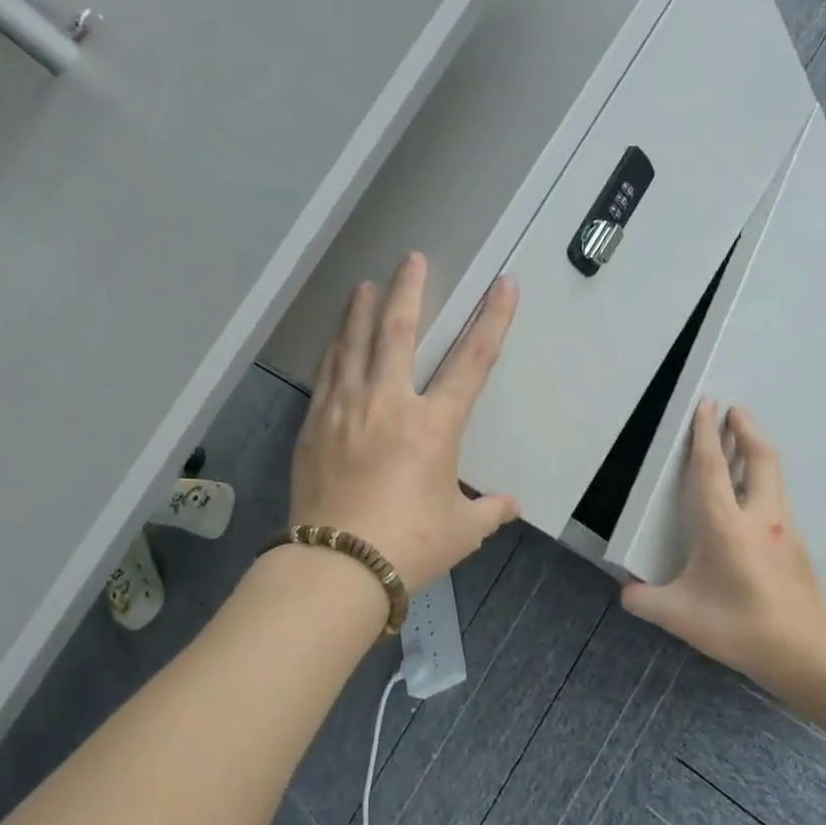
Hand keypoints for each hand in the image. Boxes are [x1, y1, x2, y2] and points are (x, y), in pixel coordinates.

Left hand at [290, 253, 520, 593]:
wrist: (337, 565)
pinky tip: (334, 339)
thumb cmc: (409, 545)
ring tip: (365, 285)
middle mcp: (389, 404)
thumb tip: (510, 505)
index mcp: (434, 425)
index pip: (472, 361)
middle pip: (399, 332)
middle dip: (409, 290)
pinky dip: (334, 350)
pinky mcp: (315, 425)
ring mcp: (346, 410)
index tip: (503, 284)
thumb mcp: (461, 530)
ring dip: (362, 310)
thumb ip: (488, 511)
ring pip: (354, 344)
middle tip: (412, 259)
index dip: (492, 319)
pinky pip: (326, 374)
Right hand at [621, 402, 825, 689]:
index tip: (706, 405)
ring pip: (773, 476)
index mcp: (727, 527)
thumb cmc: (739, 628)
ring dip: (757, 451)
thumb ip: (645, 601)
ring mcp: (785, 530)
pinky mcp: (797, 545)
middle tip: (734, 409)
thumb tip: (626, 591)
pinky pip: (778, 498)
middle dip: (746, 429)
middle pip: (759, 458)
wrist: (805, 654)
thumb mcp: (680, 616)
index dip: (705, 435)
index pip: (712, 469)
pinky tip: (753, 496)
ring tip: (743, 441)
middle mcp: (760, 518)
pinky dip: (764, 480)